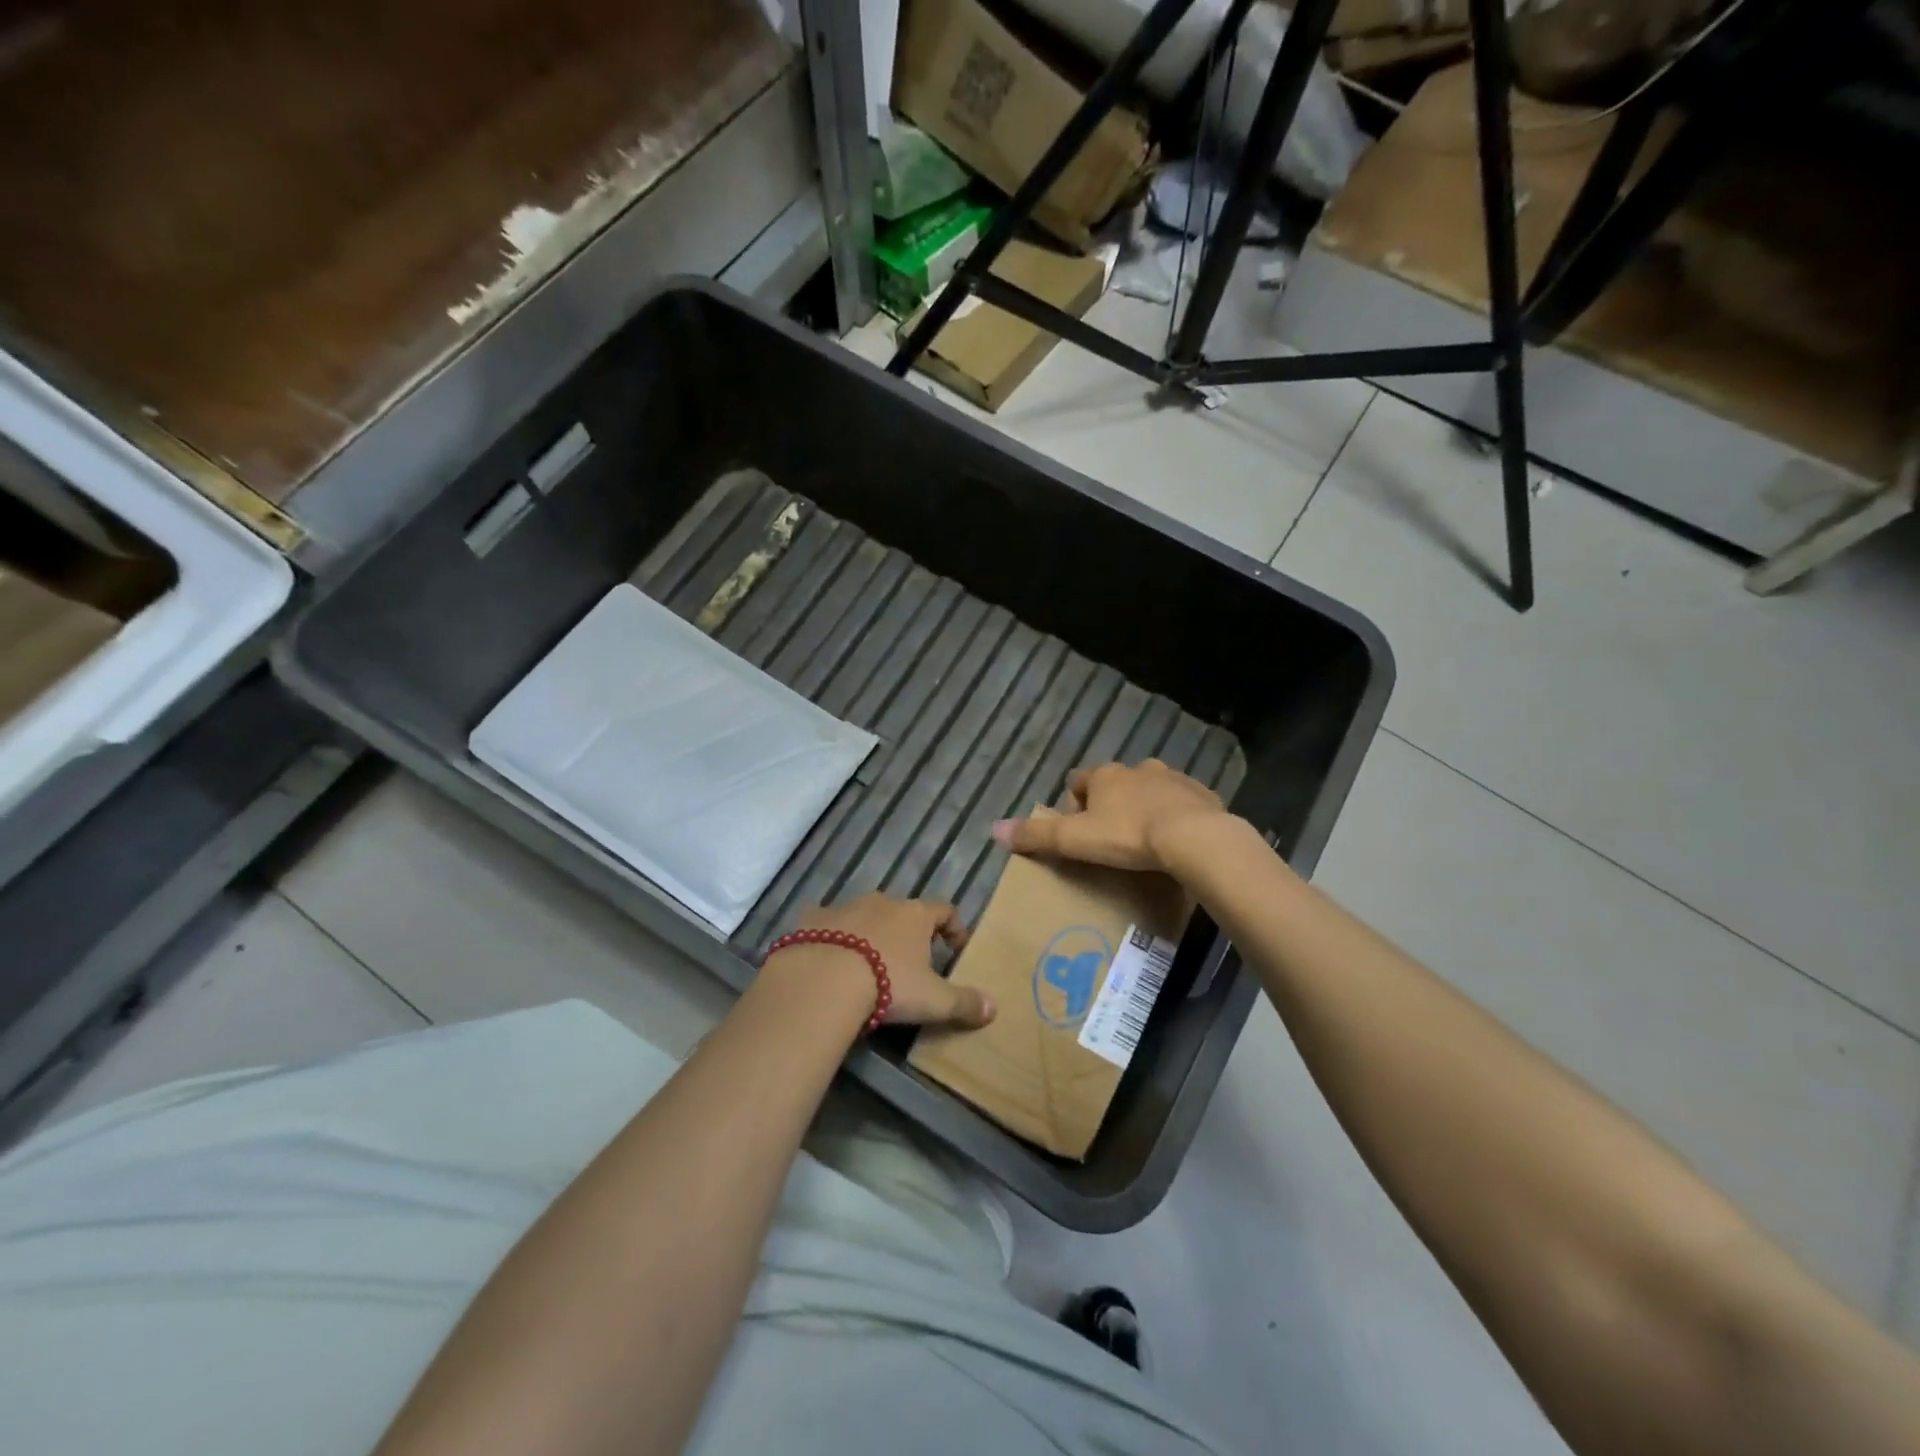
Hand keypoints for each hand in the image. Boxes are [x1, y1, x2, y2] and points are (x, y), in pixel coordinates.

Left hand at [775, 894, 995, 1029]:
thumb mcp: (933, 1000)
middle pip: (901, 911)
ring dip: (867, 932)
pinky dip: (827, 935)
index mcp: (915, 915)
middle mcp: (882, 902)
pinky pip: (823, 922)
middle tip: (908, 961)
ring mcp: (844, 906)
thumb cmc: (888, 984)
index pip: (944, 910)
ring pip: (862, 914)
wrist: (823, 979)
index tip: (955, 948)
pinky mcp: (811, 918)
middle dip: (906, 932)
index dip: (953, 927)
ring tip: (865, 962)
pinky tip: (824, 956)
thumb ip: (964, 1003)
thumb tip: (994, 1008)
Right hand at [991, 759, 1230, 873]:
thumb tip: (994, 829)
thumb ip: (1036, 836)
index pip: (1080, 781)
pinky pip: (1183, 803)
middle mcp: (1138, 769)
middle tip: (1111, 838)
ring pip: (1151, 789)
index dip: (1075, 803)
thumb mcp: (1075, 840)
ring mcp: (1173, 779)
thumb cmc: (1128, 836)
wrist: (1195, 837)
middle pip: (1117, 783)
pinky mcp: (1202, 795)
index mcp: (1106, 776)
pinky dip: (1177, 816)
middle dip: (1112, 804)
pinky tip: (1178, 842)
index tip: (1078, 829)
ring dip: (1145, 807)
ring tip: (1145, 841)